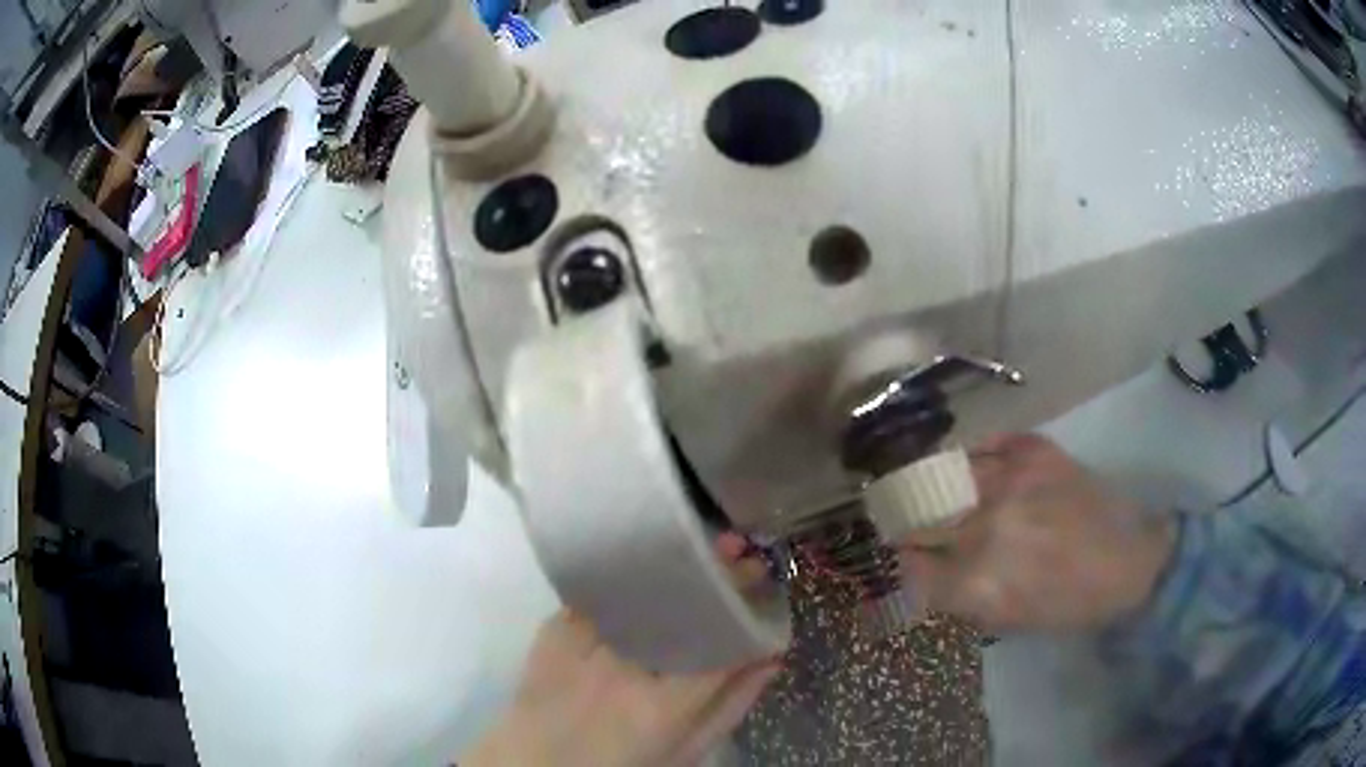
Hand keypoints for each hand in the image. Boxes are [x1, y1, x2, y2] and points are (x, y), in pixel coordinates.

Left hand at [460, 536, 780, 766]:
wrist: (536, 760)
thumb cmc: (619, 763)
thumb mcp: (685, 752)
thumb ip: (731, 707)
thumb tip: (770, 657)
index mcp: (660, 707)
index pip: (718, 644)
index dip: (745, 607)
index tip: (762, 580)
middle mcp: (621, 668)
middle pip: (676, 606)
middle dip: (712, 573)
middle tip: (735, 548)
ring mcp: (580, 645)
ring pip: (635, 590)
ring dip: (670, 564)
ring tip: (694, 544)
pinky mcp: (552, 629)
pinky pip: (598, 593)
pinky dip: (625, 578)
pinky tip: (643, 563)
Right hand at [901, 433, 1176, 633]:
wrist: (1131, 561)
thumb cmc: (1067, 605)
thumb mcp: (1005, 619)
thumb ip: (955, 595)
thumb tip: (917, 570)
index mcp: (975, 582)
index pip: (907, 562)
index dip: (897, 556)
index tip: (895, 550)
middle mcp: (984, 527)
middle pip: (918, 514)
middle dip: (904, 517)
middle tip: (903, 515)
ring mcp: (1010, 481)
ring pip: (945, 474)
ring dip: (936, 483)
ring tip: (936, 487)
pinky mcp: (1034, 450)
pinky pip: (984, 445)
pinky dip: (974, 458)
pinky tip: (976, 468)